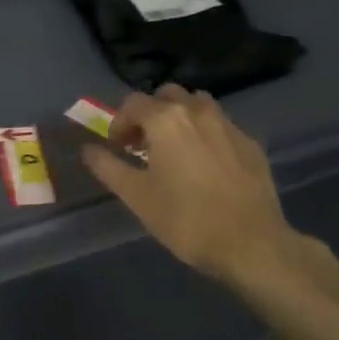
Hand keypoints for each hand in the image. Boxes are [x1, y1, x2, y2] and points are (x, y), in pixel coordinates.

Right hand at [81, 84, 338, 307]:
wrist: (251, 244)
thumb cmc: (185, 219)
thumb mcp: (136, 196)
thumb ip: (107, 166)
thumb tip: (87, 149)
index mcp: (166, 119)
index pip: (133, 103)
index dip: (119, 123)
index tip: (117, 148)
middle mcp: (198, 111)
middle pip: (167, 96)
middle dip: (151, 113)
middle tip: (144, 144)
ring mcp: (229, 125)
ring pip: (198, 105)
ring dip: (180, 118)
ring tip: (175, 150)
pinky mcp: (251, 144)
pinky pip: (221, 126)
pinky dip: (206, 134)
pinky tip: (206, 166)